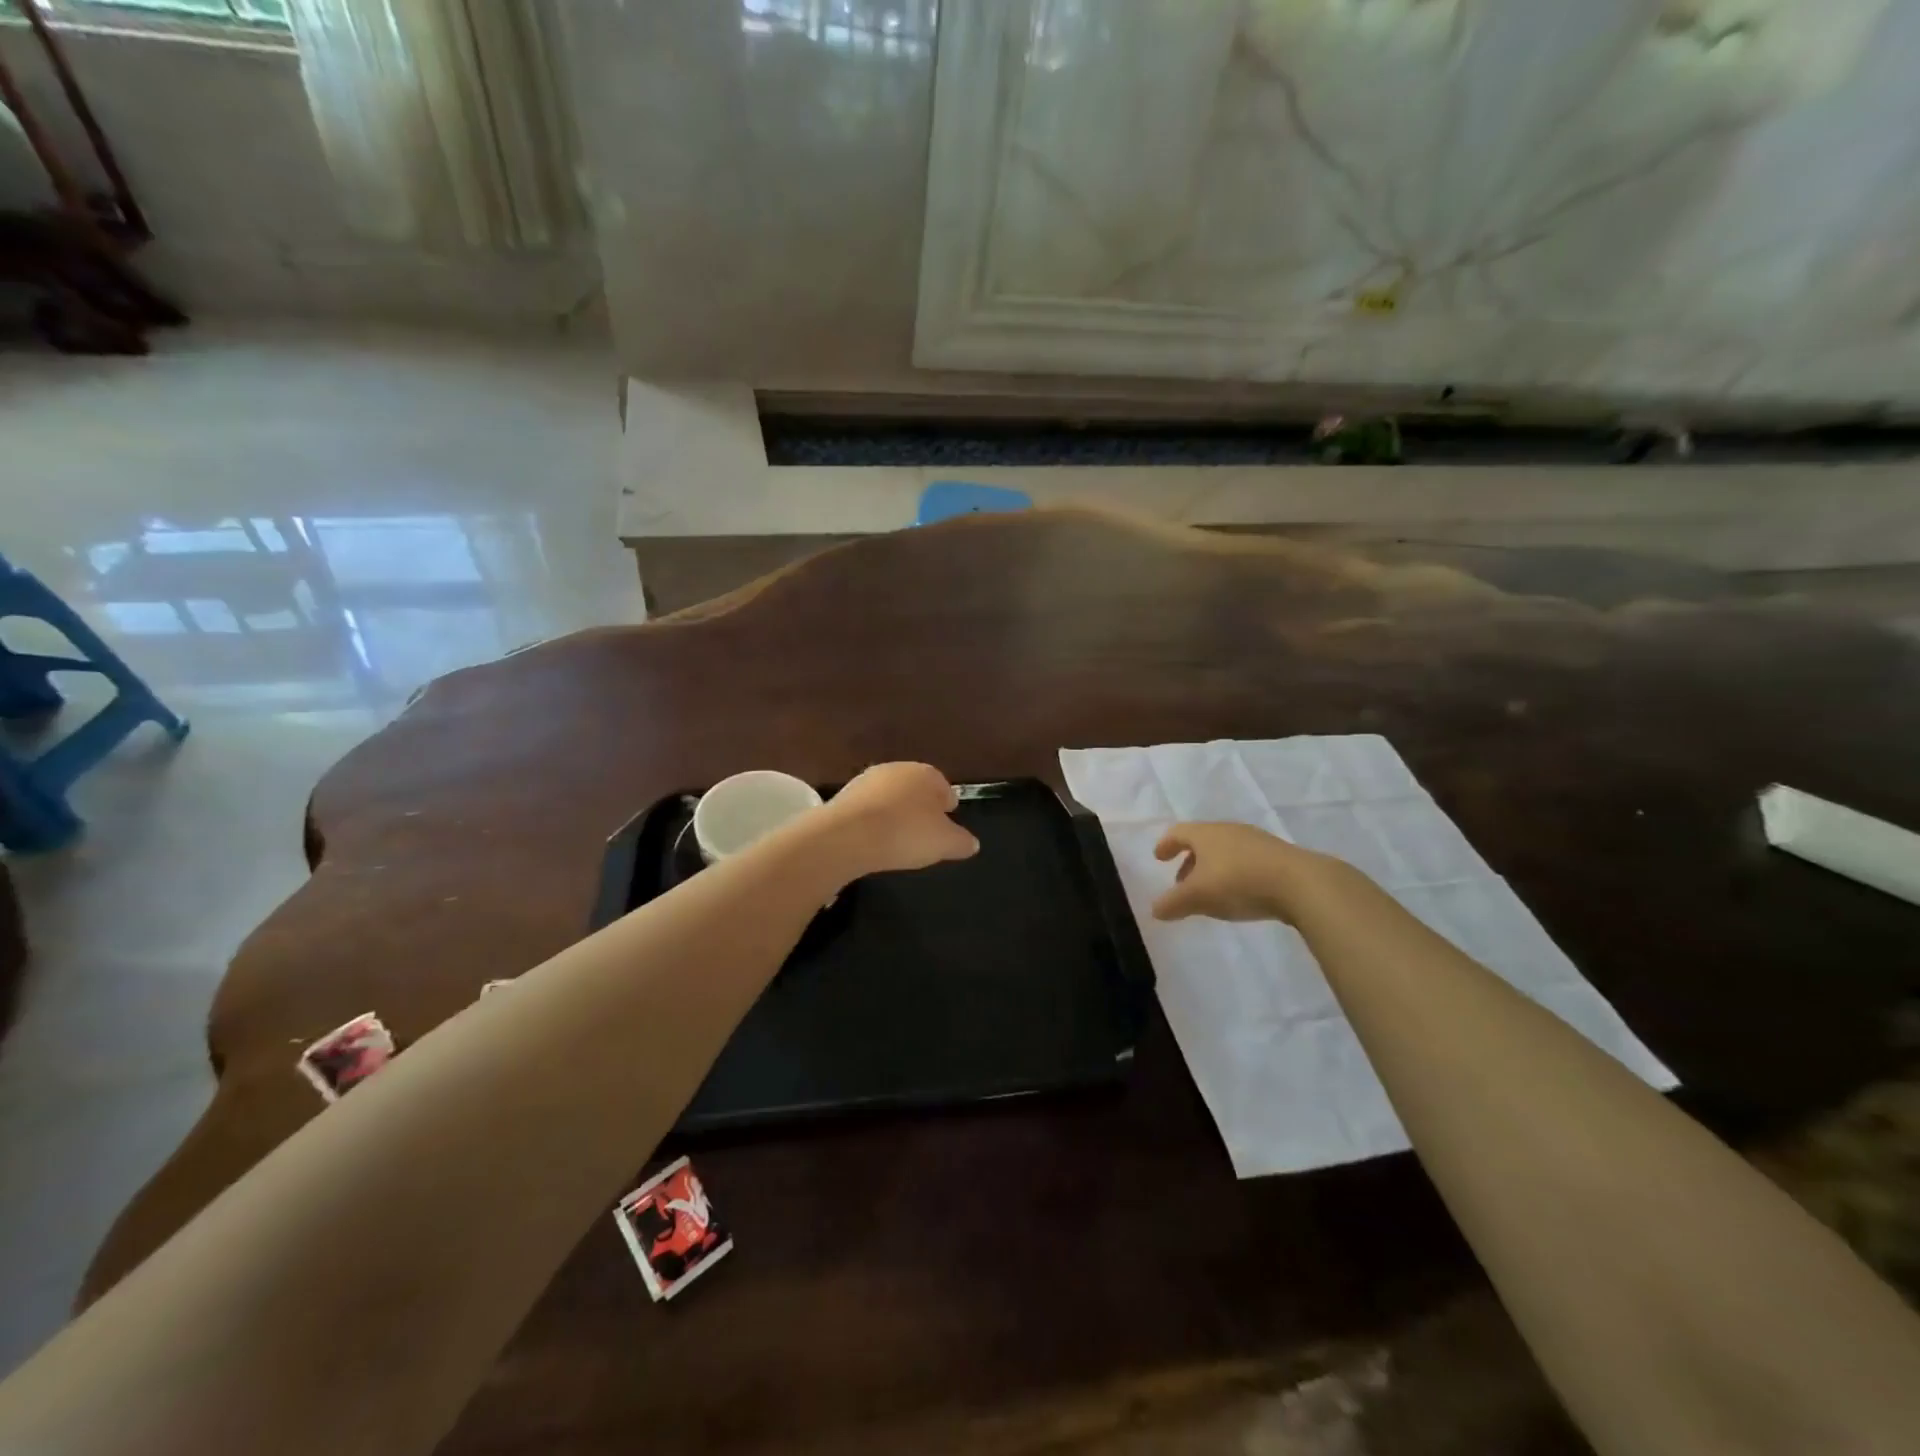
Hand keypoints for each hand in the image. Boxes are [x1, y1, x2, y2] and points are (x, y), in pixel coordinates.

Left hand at [815, 763, 979, 875]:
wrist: (848, 836)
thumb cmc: (906, 834)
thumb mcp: (945, 843)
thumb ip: (962, 842)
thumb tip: (972, 843)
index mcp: (926, 774)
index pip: (944, 788)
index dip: (947, 807)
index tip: (946, 826)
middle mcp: (897, 769)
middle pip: (915, 789)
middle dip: (920, 808)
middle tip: (923, 834)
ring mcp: (867, 780)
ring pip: (890, 797)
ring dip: (894, 813)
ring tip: (897, 839)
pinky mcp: (844, 795)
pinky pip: (868, 809)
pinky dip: (873, 821)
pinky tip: (873, 839)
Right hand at [1151, 822, 1325, 922]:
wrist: (1301, 883)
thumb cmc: (1239, 882)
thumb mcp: (1198, 896)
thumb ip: (1173, 903)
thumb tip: (1155, 909)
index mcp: (1206, 834)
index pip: (1178, 832)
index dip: (1166, 844)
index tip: (1159, 858)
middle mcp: (1229, 830)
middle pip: (1202, 841)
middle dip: (1189, 861)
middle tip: (1182, 883)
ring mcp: (1256, 841)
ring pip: (1225, 851)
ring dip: (1212, 869)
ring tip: (1211, 893)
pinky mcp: (1278, 856)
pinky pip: (1246, 861)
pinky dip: (1234, 874)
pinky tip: (1240, 894)